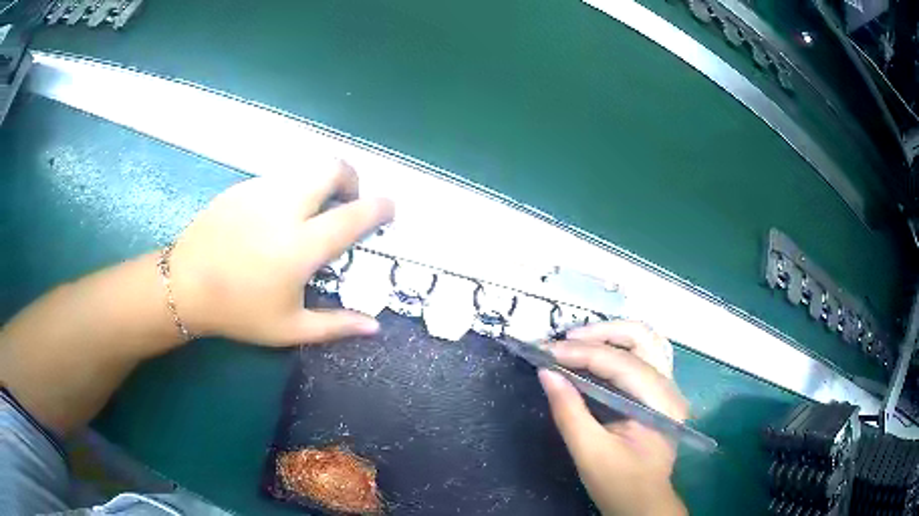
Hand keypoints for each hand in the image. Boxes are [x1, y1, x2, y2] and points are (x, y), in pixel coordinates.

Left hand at [169, 160, 393, 345]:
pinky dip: (293, 189)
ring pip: (305, 168)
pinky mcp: (243, 187)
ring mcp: (261, 191)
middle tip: (348, 201)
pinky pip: (280, 177)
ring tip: (312, 211)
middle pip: (332, 168)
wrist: (185, 285)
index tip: (389, 208)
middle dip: (351, 178)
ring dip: (321, 183)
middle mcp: (284, 208)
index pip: (354, 215)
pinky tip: (277, 217)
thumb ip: (336, 325)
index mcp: (300, 246)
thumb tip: (375, 327)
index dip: (380, 207)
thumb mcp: (289, 328)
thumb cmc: (238, 312)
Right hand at [539, 321, 688, 515]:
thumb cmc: (619, 484)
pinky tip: (594, 353)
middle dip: (601, 333)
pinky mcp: (657, 393)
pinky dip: (616, 348)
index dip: (582, 353)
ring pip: (645, 341)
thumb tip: (546, 372)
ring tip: (576, 341)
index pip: (622, 364)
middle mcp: (670, 388)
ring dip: (610, 335)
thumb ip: (569, 411)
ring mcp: (667, 388)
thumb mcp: (589, 453)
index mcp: (660, 404)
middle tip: (564, 340)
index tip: (546, 351)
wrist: (642, 503)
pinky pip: (641, 356)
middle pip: (643, 338)